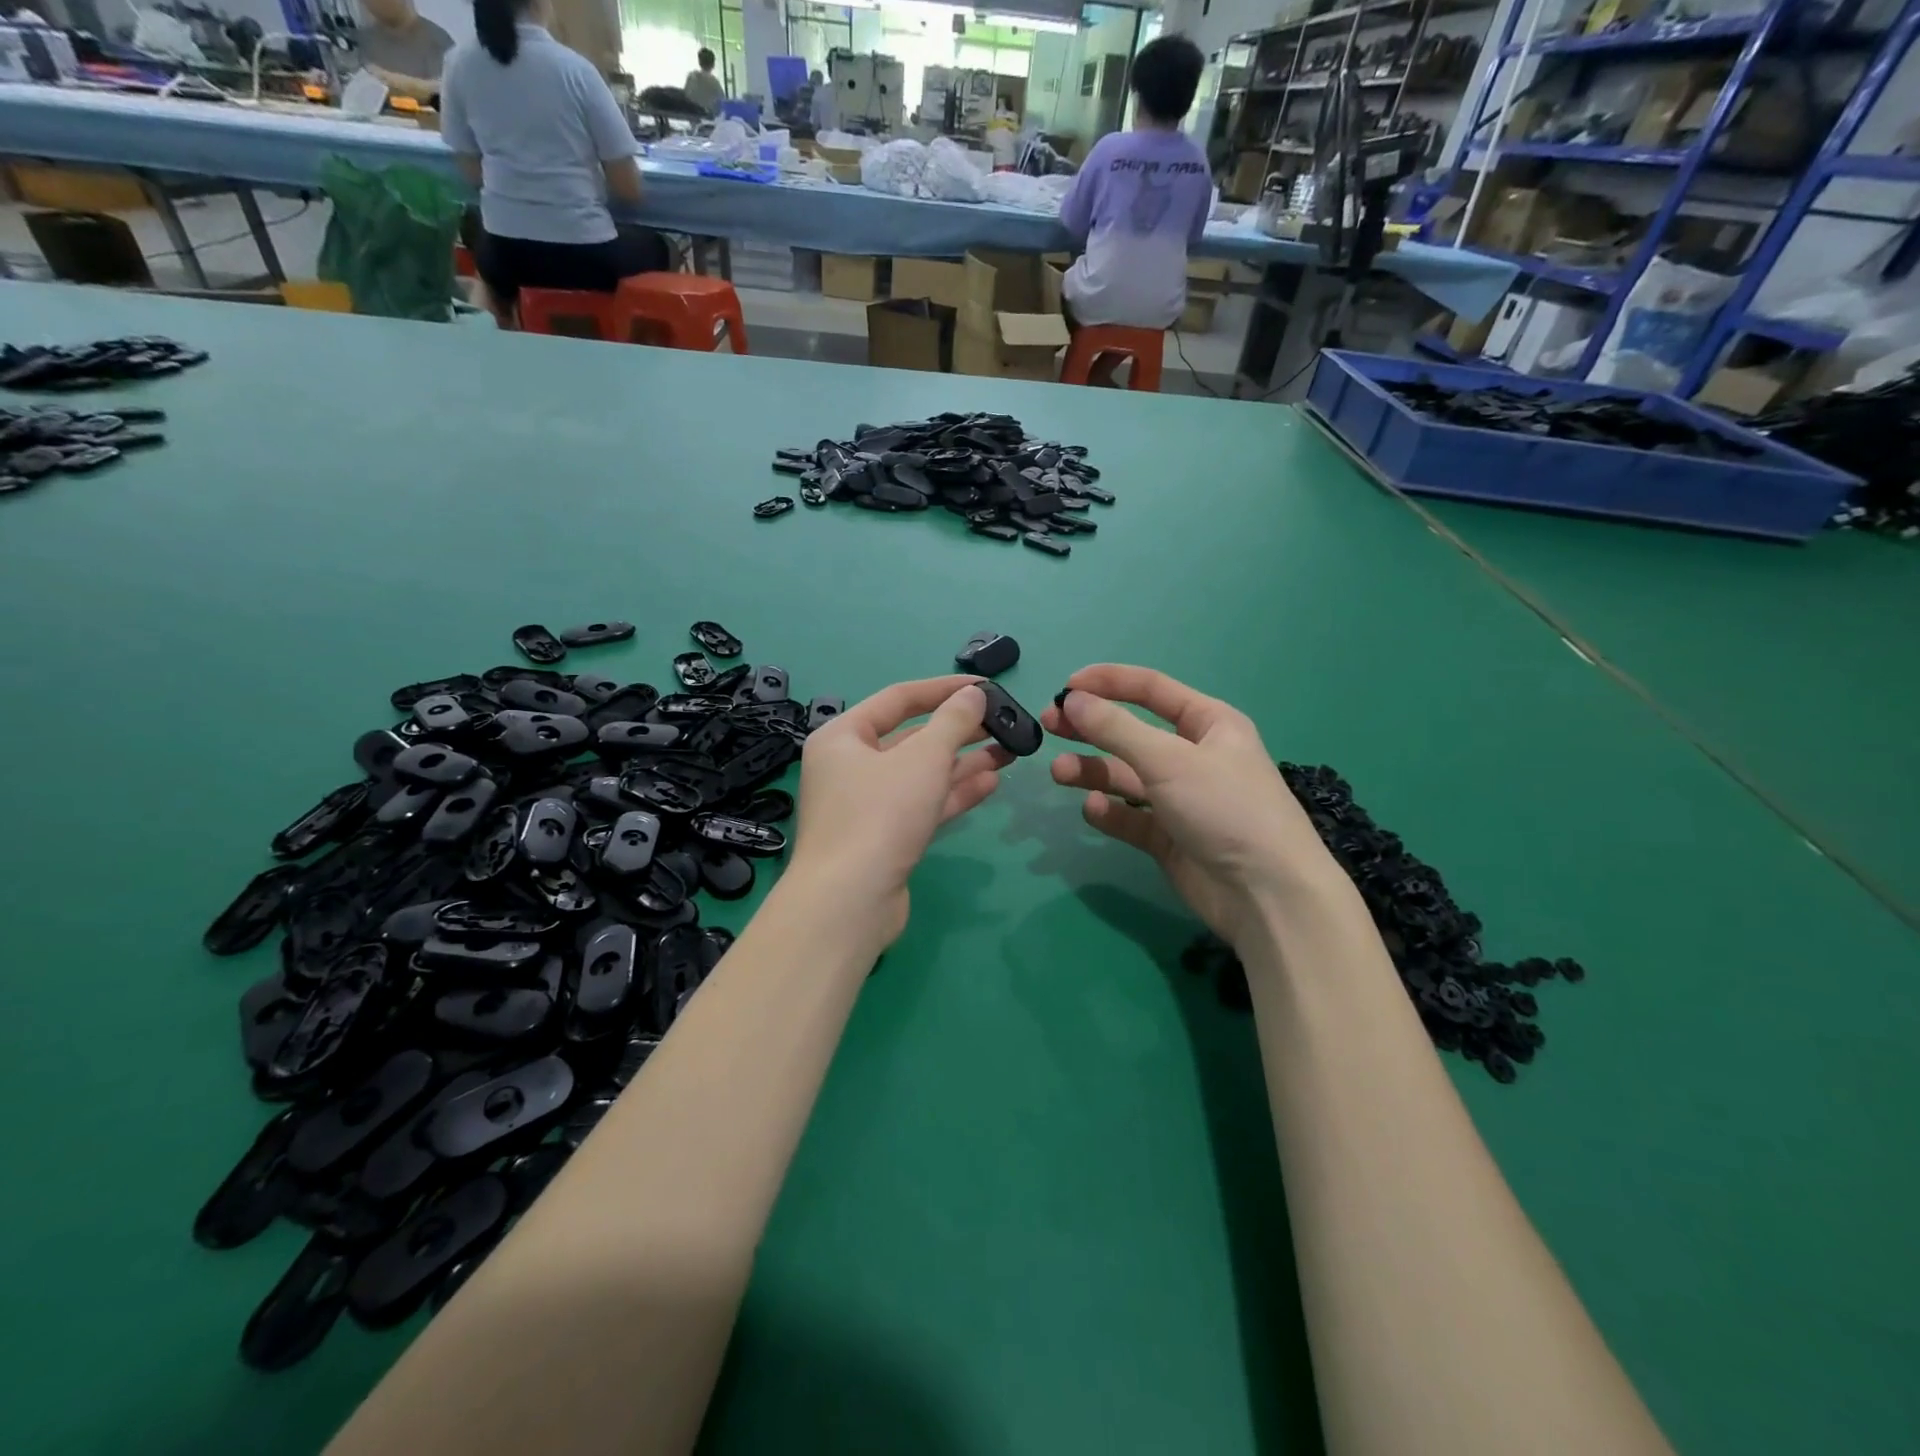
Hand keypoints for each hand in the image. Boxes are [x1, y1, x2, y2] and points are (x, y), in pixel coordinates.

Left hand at [788, 676, 1009, 944]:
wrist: (849, 903)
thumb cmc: (881, 815)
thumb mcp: (923, 759)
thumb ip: (953, 721)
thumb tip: (973, 694)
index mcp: (843, 737)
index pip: (899, 698)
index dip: (944, 689)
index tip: (985, 686)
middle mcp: (849, 766)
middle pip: (911, 737)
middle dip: (959, 730)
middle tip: (1003, 723)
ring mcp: (866, 806)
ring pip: (921, 774)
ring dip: (963, 762)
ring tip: (1008, 751)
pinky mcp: (884, 838)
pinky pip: (922, 805)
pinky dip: (953, 793)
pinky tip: (991, 783)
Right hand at [1042, 664, 1347, 946]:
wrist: (1266, 894)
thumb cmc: (1225, 808)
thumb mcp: (1169, 760)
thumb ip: (1116, 729)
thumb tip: (1073, 700)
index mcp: (1208, 724)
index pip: (1152, 690)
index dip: (1109, 683)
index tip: (1066, 687)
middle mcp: (1194, 757)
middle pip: (1132, 733)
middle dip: (1091, 728)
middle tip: (1050, 726)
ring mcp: (1180, 799)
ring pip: (1126, 777)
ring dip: (1092, 771)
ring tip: (1059, 773)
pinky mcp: (1169, 838)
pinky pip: (1130, 817)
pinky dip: (1109, 812)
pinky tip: (1093, 810)